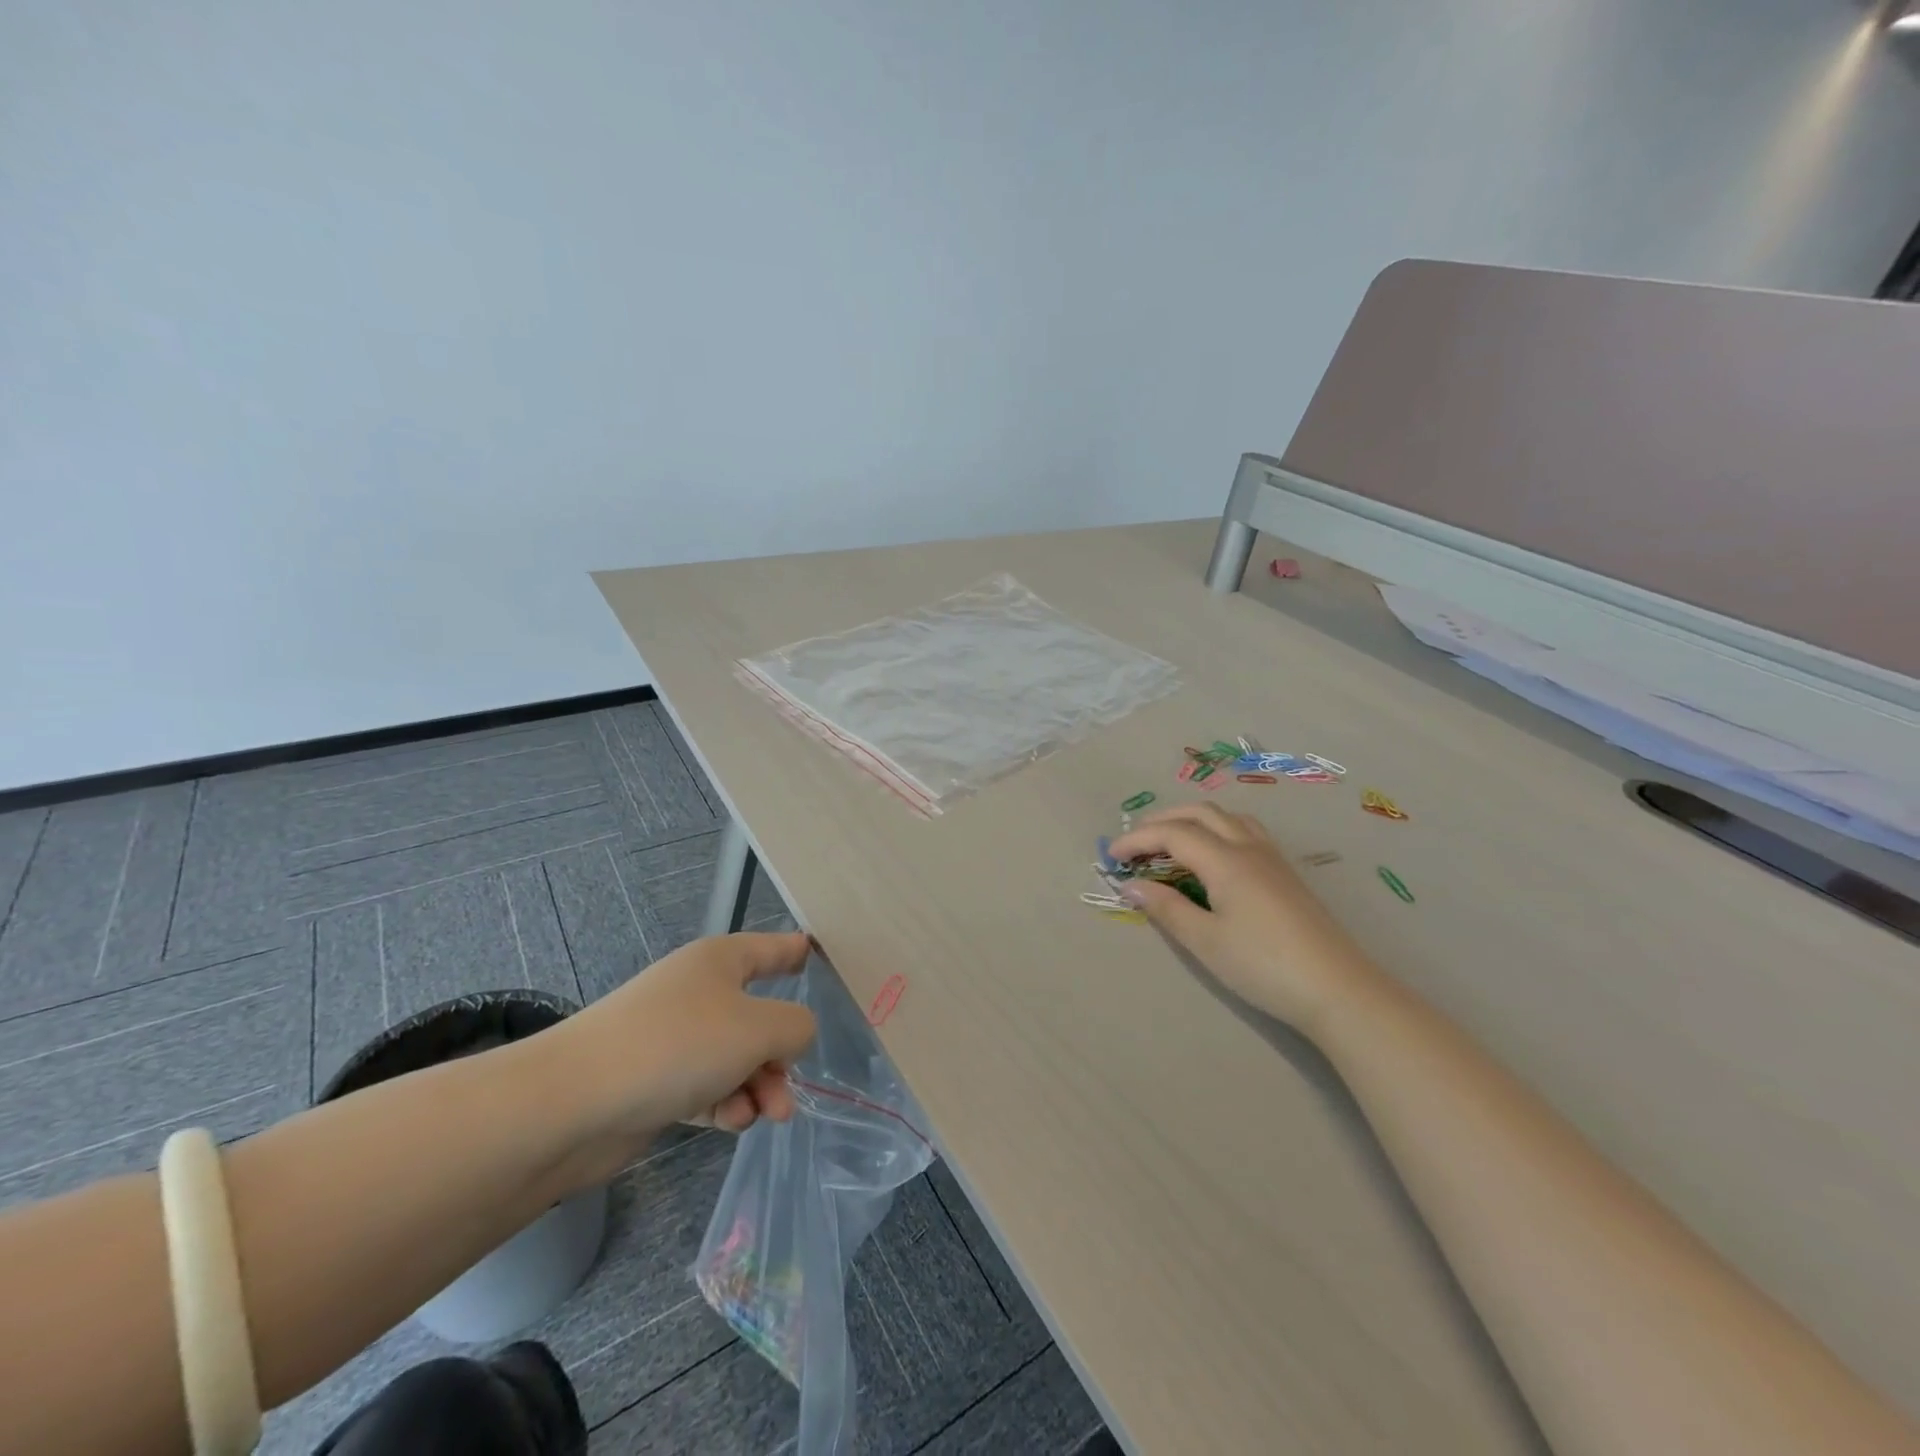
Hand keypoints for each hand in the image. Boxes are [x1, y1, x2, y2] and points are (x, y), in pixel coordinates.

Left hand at [541, 932, 818, 1176]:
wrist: (574, 1103)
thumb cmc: (678, 1045)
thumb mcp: (758, 1028)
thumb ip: (796, 1027)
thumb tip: (794, 1034)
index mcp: (721, 961)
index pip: (772, 948)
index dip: (798, 952)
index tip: (821, 960)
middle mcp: (698, 992)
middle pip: (758, 1014)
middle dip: (779, 1054)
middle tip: (788, 1090)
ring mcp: (673, 1037)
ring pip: (734, 1057)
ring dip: (756, 1086)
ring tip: (765, 1116)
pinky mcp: (654, 1080)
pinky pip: (705, 1086)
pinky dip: (723, 1103)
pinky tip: (729, 1123)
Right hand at [1109, 804, 1379, 1034]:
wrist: (1338, 989)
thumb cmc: (1263, 965)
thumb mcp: (1205, 941)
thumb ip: (1166, 908)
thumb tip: (1131, 886)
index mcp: (1225, 860)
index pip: (1172, 833)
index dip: (1137, 840)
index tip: (1111, 858)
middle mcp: (1248, 847)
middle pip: (1199, 813)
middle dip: (1161, 820)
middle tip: (1134, 843)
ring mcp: (1272, 857)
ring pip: (1226, 817)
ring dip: (1191, 820)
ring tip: (1170, 842)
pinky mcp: (1285, 872)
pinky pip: (1244, 830)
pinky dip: (1216, 829)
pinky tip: (1213, 855)